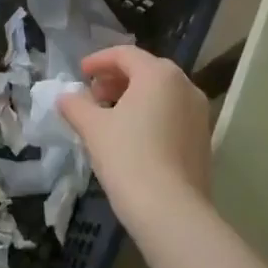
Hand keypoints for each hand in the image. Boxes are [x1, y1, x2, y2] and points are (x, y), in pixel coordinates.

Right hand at [59, 45, 210, 226]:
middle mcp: (185, 85)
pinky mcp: (203, 140)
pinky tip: (132, 138)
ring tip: (109, 117)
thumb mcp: (93, 129)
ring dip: (134, 97)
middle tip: (93, 95)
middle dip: (116, 79)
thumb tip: (64, 97)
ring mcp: (199, 113)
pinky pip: (173, 115)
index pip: (125, 54)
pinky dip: (151, 115)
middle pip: (146, 71)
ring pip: (161, 94)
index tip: (80, 73)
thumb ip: (76, 106)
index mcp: (159, 74)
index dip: (99, 61)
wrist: (172, 213)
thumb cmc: (129, 158)